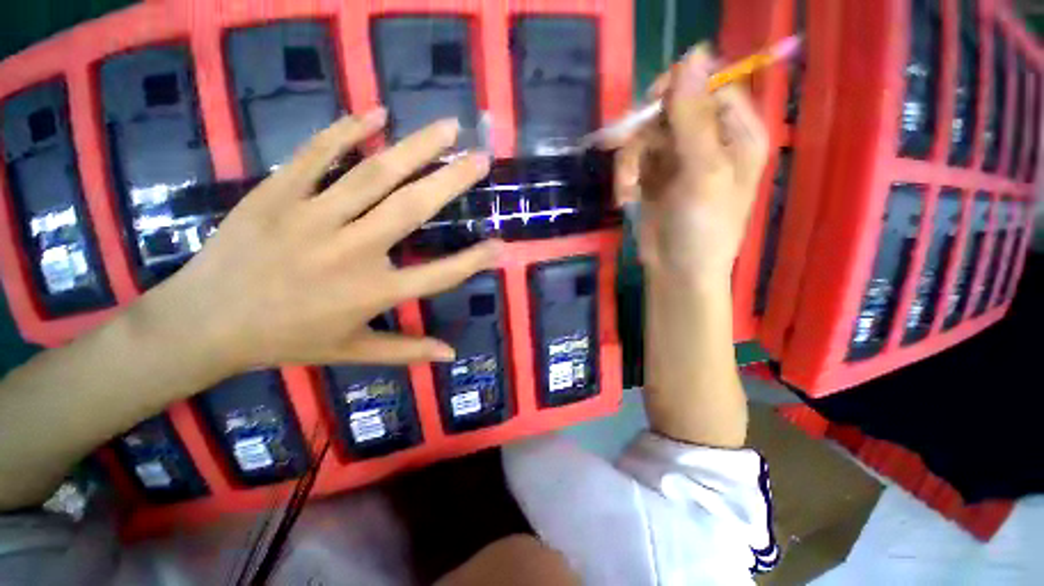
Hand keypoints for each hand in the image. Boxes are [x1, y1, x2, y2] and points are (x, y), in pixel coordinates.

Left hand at [143, 110, 499, 373]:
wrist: (204, 323)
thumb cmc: (286, 341)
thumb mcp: (353, 352)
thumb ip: (407, 351)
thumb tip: (451, 355)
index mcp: (373, 293)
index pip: (439, 275)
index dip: (473, 261)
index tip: (500, 244)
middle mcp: (352, 252)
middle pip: (412, 210)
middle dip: (451, 182)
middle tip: (481, 159)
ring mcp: (312, 218)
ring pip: (373, 175)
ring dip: (415, 148)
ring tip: (447, 128)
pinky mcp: (276, 195)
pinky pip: (315, 156)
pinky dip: (347, 131)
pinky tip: (376, 114)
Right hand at [614, 46, 768, 285]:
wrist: (677, 271)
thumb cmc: (703, 228)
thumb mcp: (703, 172)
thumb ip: (694, 117)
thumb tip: (693, 53)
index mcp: (737, 133)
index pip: (711, 86)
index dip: (681, 87)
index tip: (654, 103)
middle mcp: (708, 140)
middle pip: (672, 107)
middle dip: (645, 129)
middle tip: (628, 145)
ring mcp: (678, 158)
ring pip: (645, 134)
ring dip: (629, 160)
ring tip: (628, 187)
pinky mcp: (653, 176)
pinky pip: (633, 159)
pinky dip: (625, 176)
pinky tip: (626, 196)